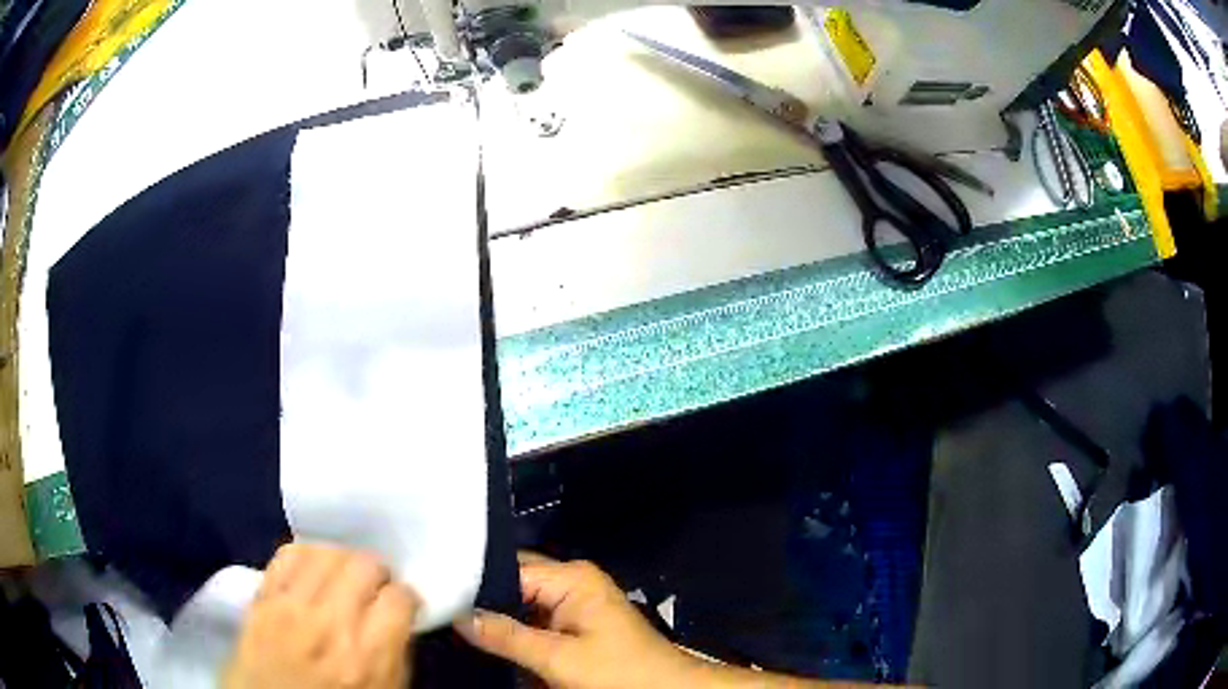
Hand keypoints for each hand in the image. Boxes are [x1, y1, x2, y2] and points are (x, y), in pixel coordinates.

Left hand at [224, 543, 418, 688]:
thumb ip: (394, 653)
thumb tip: (398, 618)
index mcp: (368, 657)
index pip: (399, 598)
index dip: (406, 597)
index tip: (402, 604)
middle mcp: (329, 624)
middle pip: (364, 565)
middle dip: (377, 573)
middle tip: (375, 586)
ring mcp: (290, 607)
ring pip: (326, 552)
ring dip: (342, 560)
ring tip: (343, 576)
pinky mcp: (261, 598)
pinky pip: (287, 554)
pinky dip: (306, 555)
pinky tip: (312, 570)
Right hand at [455, 552, 704, 688]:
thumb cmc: (619, 672)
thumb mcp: (559, 659)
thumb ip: (506, 636)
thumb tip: (456, 615)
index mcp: (571, 578)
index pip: (507, 569)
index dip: (473, 584)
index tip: (438, 596)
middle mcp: (572, 581)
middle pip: (514, 584)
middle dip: (484, 602)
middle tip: (443, 612)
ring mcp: (576, 603)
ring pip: (522, 604)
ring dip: (500, 621)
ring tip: (457, 625)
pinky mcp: (578, 623)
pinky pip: (537, 621)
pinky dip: (518, 633)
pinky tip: (491, 641)